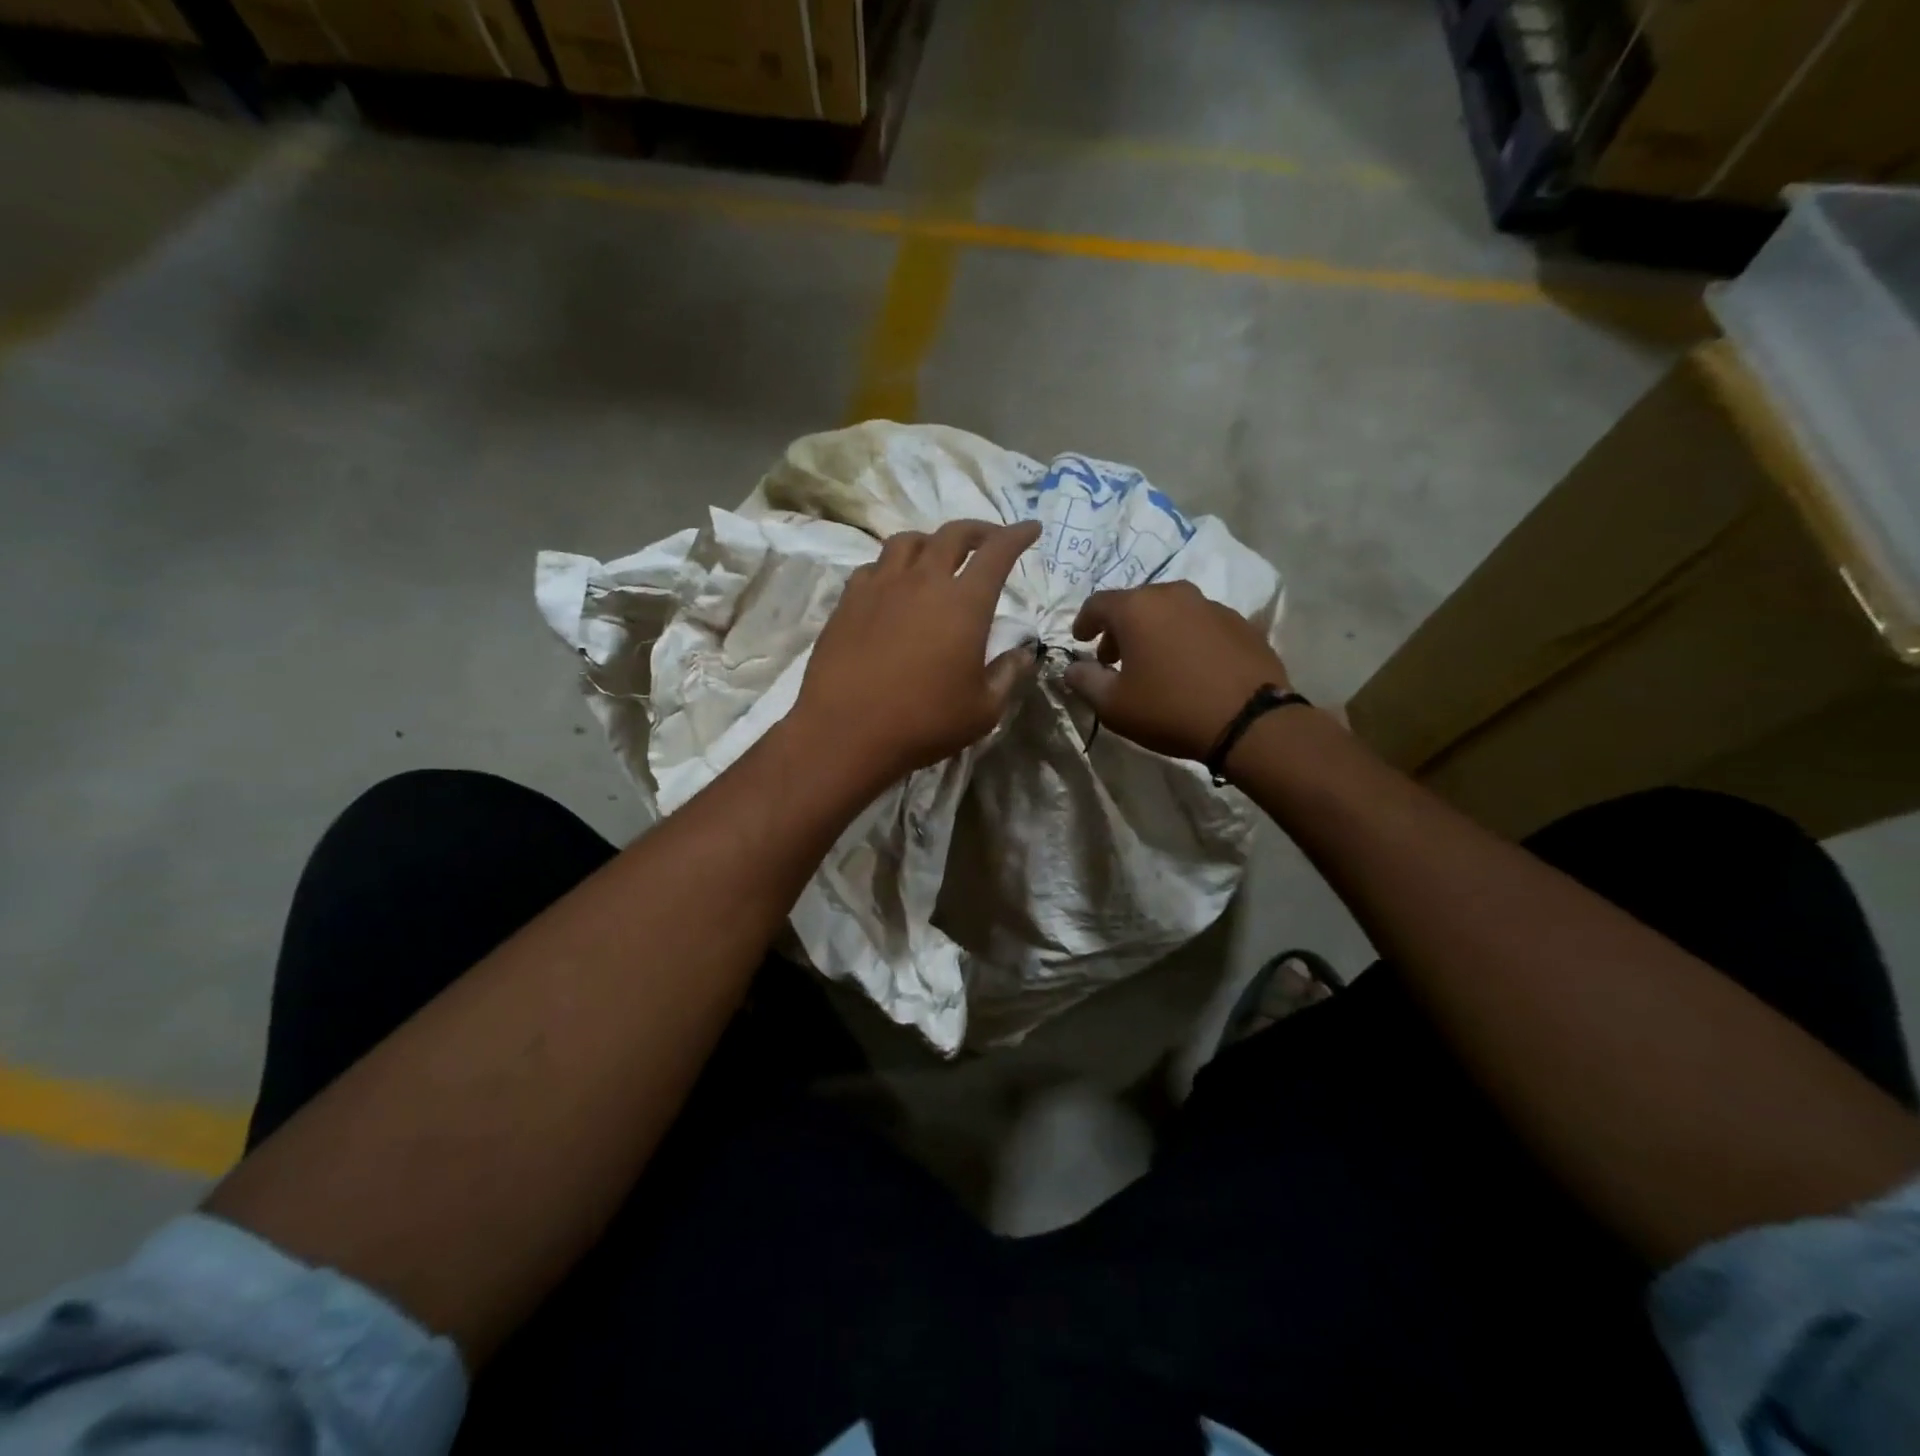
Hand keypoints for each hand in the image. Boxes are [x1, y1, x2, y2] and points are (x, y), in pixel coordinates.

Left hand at [793, 519, 1041, 788]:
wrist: (846, 731)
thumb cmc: (924, 722)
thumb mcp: (984, 710)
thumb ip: (1008, 675)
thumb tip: (1023, 653)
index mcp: (964, 603)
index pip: (998, 552)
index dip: (1018, 535)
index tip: (1030, 528)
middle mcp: (923, 581)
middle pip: (953, 535)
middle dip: (979, 530)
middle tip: (990, 539)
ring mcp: (881, 587)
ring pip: (909, 541)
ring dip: (932, 541)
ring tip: (939, 556)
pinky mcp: (849, 601)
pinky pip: (874, 566)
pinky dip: (893, 566)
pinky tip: (894, 585)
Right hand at [1065, 581, 1289, 761]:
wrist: (1249, 721)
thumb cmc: (1170, 709)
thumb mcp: (1114, 705)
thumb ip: (1085, 681)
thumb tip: (1073, 669)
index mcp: (1137, 608)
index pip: (1097, 604)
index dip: (1084, 622)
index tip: (1080, 640)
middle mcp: (1174, 595)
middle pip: (1136, 604)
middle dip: (1120, 628)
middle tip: (1114, 658)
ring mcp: (1211, 606)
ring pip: (1171, 611)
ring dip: (1155, 631)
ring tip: (1154, 662)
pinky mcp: (1241, 623)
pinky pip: (1201, 624)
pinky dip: (1186, 638)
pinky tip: (1190, 667)